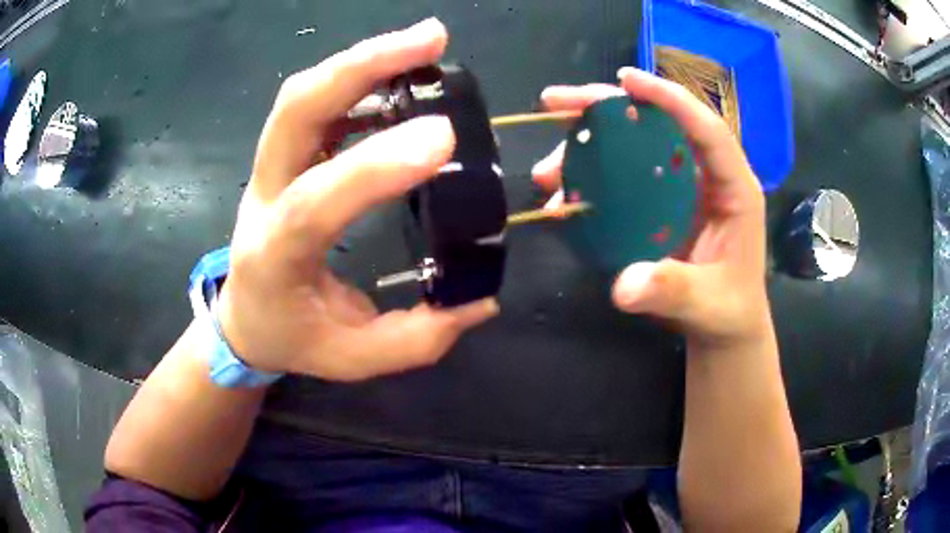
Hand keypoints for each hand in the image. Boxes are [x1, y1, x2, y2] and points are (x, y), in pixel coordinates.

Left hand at [216, 19, 498, 381]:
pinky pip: (314, 103)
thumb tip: (481, 300)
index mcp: (274, 257)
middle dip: (363, 65)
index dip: (371, 167)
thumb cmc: (292, 338)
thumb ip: (417, 337)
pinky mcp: (283, 157)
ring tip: (426, 41)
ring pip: (303, 94)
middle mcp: (261, 198)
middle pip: (295, 111)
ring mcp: (267, 168)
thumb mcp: (354, 358)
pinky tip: (398, 76)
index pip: (311, 204)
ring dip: (363, 60)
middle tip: (433, 39)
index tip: (443, 139)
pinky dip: (357, 79)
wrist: (243, 319)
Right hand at [533, 68, 769, 345]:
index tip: (625, 79)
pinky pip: (623, 179)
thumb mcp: (708, 304)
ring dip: (587, 148)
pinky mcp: (660, 204)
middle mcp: (705, 176)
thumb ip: (672, 290)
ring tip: (548, 171)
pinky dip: (590, 182)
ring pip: (634, 148)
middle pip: (658, 124)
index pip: (705, 128)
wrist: (725, 327)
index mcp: (733, 187)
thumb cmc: (729, 311)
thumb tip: (623, 285)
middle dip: (608, 107)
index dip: (668, 98)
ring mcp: (680, 188)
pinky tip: (562, 199)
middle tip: (556, 103)